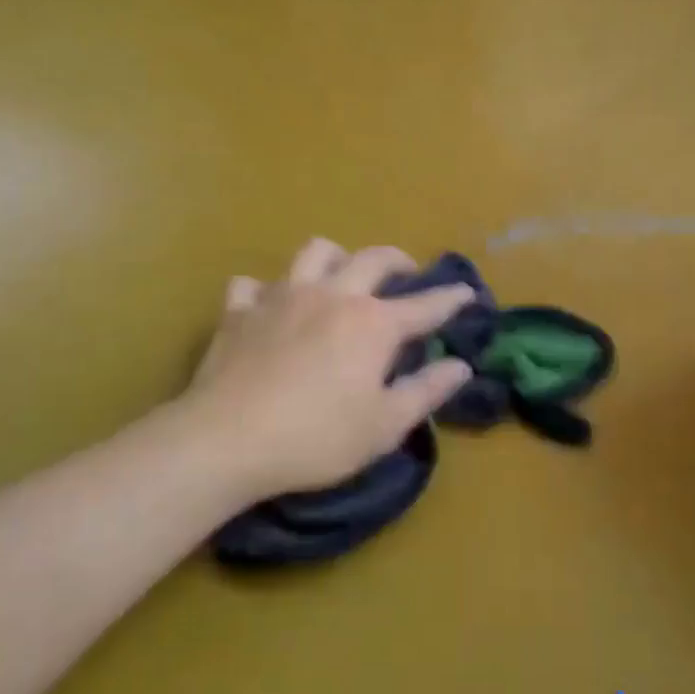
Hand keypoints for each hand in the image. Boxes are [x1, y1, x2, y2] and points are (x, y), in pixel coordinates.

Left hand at [177, 239, 475, 501]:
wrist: (227, 440)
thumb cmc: (316, 438)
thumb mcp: (383, 425)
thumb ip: (426, 391)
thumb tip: (461, 366)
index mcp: (372, 323)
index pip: (424, 306)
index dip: (450, 298)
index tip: (467, 292)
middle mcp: (332, 295)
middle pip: (372, 259)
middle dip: (397, 261)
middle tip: (406, 272)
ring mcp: (282, 296)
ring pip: (314, 253)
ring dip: (336, 258)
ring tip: (341, 275)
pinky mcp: (239, 310)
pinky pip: (254, 284)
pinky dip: (267, 290)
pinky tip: (269, 306)